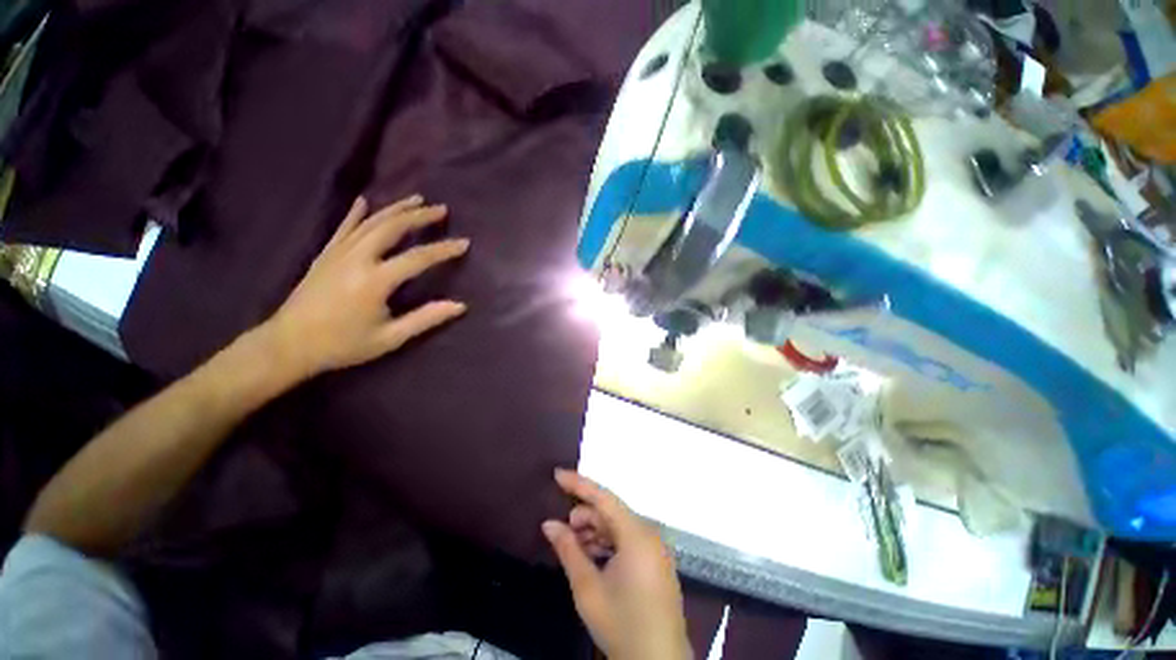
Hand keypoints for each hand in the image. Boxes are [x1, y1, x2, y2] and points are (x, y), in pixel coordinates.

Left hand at [264, 195, 468, 378]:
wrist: (288, 345)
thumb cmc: (343, 345)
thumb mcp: (390, 338)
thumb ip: (426, 319)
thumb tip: (460, 306)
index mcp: (375, 281)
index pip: (418, 258)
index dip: (443, 249)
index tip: (464, 243)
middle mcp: (357, 259)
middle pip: (392, 228)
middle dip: (419, 216)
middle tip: (442, 209)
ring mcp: (338, 253)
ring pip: (371, 222)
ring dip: (396, 209)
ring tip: (417, 199)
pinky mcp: (326, 254)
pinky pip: (344, 227)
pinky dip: (356, 213)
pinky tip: (364, 200)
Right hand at [543, 469, 690, 659]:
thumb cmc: (621, 624)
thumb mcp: (588, 588)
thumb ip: (568, 550)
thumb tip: (548, 524)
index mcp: (637, 534)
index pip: (604, 498)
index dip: (579, 484)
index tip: (557, 474)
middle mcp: (649, 533)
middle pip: (611, 512)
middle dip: (584, 516)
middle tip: (562, 530)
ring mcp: (655, 547)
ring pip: (618, 525)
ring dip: (594, 530)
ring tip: (574, 545)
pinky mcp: (655, 560)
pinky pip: (627, 539)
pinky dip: (607, 542)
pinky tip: (591, 555)